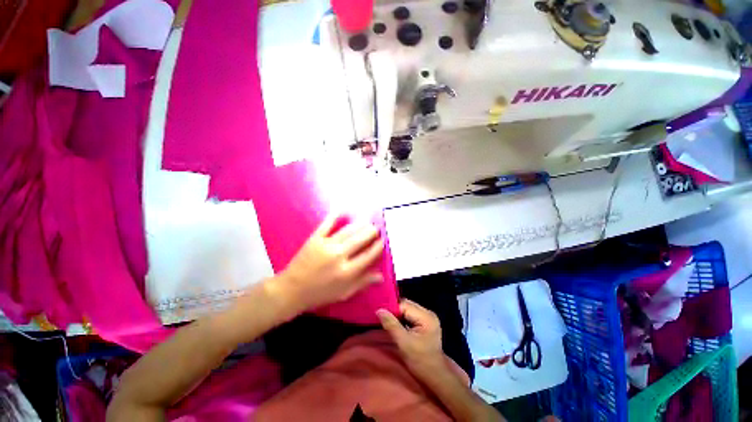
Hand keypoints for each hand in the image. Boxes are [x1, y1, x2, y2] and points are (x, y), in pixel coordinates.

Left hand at [275, 212, 383, 313]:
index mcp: (347, 272)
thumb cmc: (320, 294)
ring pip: (348, 231)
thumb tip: (381, 276)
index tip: (383, 240)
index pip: (369, 255)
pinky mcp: (315, 239)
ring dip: (360, 225)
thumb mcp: (344, 293)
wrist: (291, 290)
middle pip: (360, 240)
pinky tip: (343, 210)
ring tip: (367, 222)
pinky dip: (335, 216)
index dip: (378, 246)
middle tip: (376, 228)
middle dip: (371, 232)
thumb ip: (363, 283)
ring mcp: (326, 246)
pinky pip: (327, 224)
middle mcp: (339, 256)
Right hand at [377, 299, 443, 376]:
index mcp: (426, 316)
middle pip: (407, 305)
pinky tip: (397, 324)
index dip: (392, 309)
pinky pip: (411, 314)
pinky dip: (403, 318)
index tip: (380, 314)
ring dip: (398, 315)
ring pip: (408, 309)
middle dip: (395, 311)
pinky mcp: (426, 322)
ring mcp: (428, 317)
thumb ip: (391, 325)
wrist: (435, 376)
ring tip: (388, 320)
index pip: (405, 305)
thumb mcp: (403, 343)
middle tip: (382, 317)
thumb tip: (379, 310)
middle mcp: (429, 313)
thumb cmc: (420, 361)